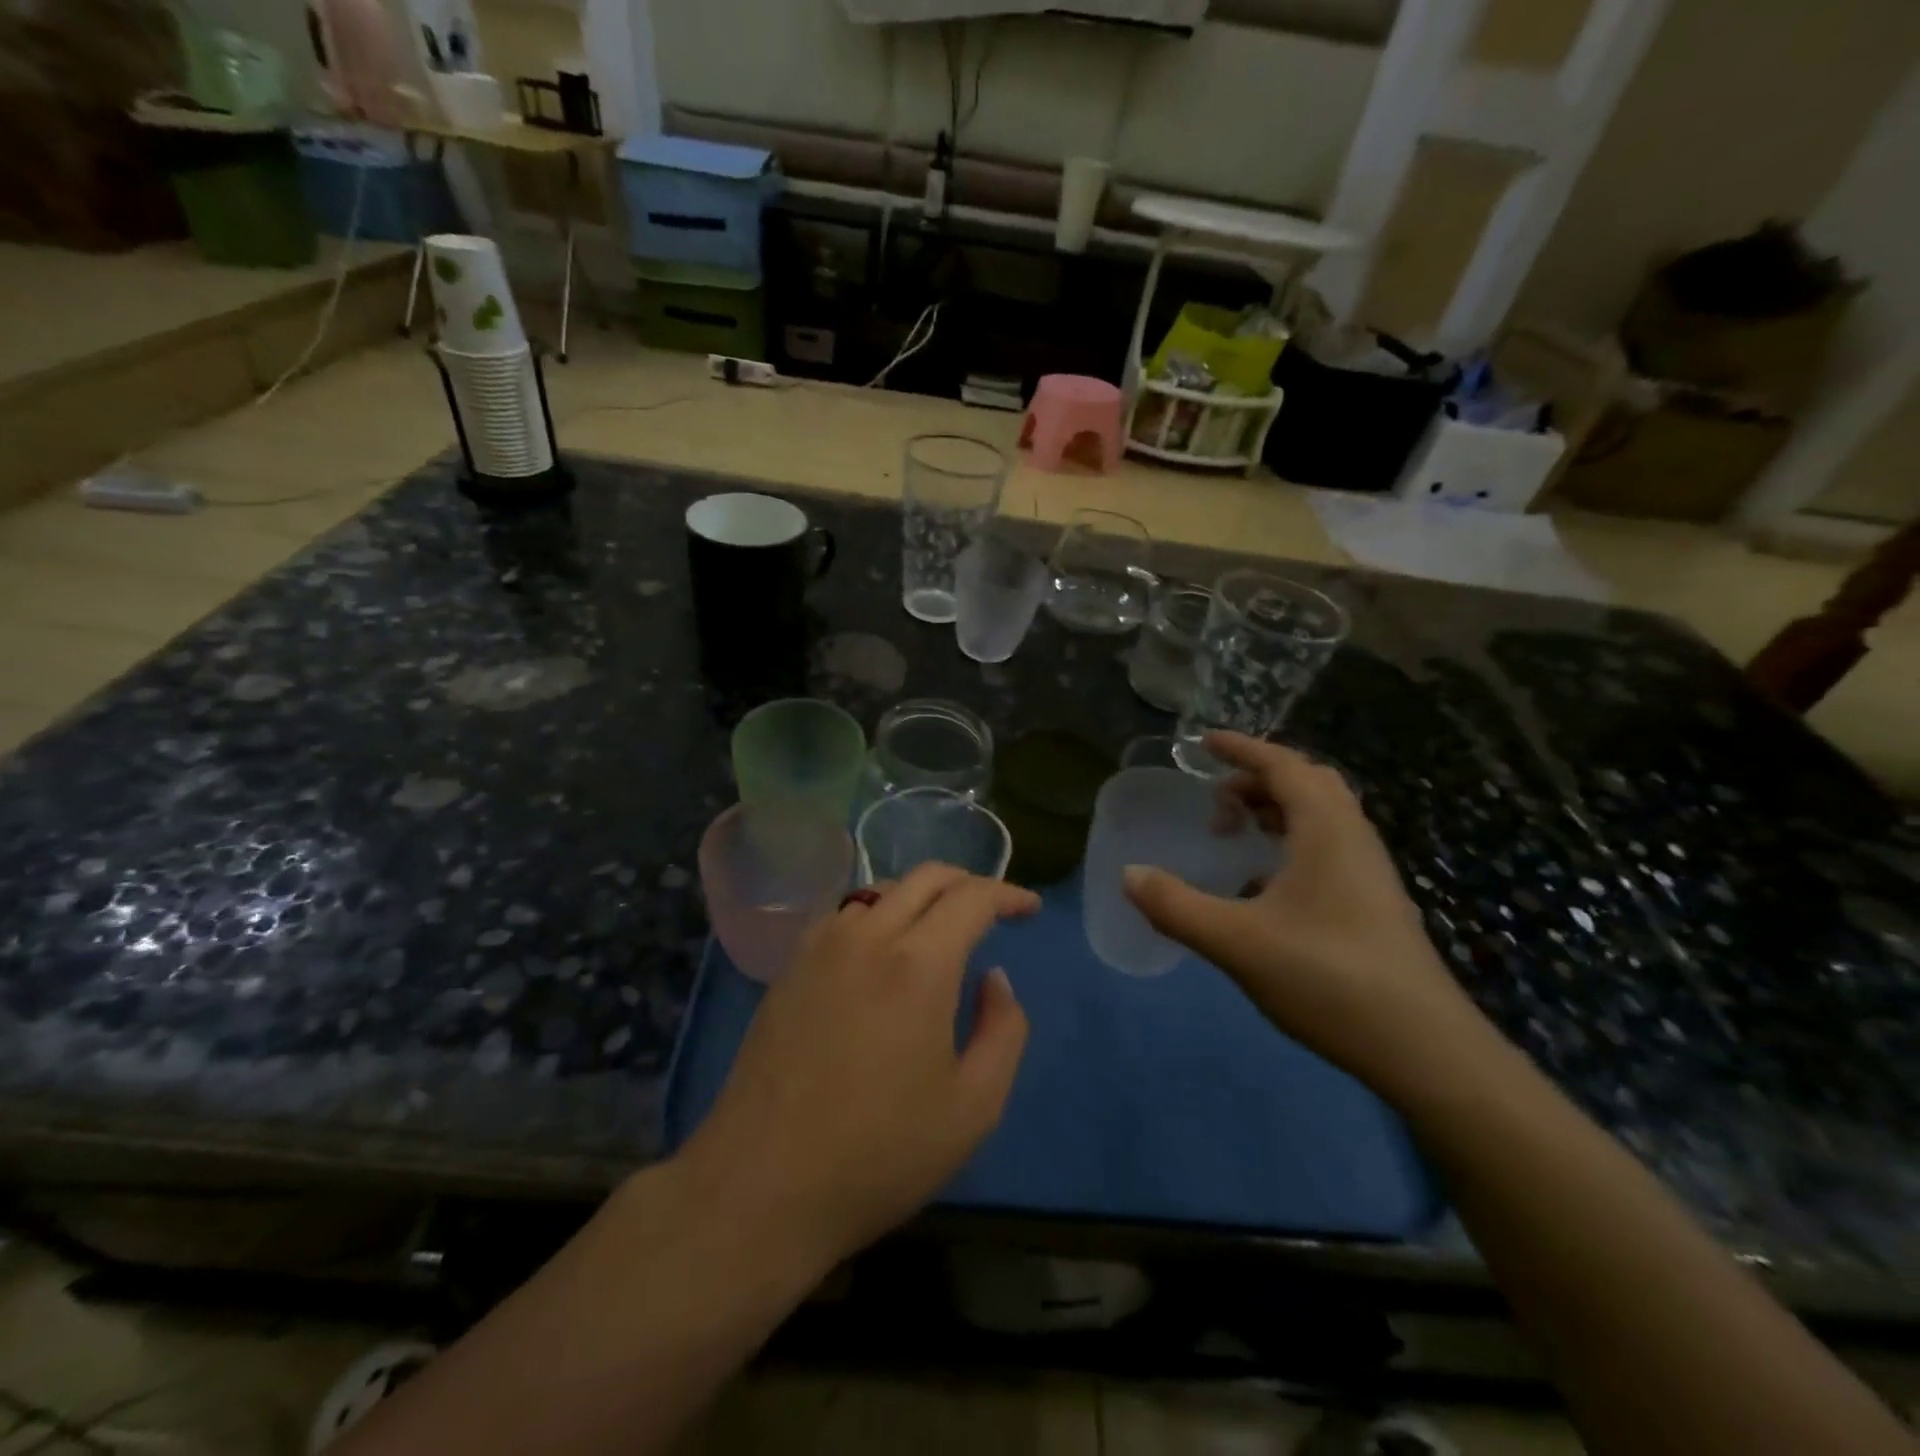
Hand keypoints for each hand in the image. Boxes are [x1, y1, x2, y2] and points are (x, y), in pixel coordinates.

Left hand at [679, 864, 1040, 1271]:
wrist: (761, 1185)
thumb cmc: (879, 1154)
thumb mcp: (973, 1107)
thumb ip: (1003, 1030)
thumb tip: (993, 979)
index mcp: (918, 964)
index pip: (972, 897)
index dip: (1008, 895)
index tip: (1029, 909)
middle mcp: (867, 936)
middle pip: (926, 877)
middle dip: (968, 883)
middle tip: (993, 910)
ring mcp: (821, 946)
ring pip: (881, 890)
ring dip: (921, 896)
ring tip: (940, 931)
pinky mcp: (790, 966)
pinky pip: (844, 914)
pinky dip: (878, 913)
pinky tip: (882, 949)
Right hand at [1123, 732, 1495, 1101]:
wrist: (1425, 1050)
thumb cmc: (1328, 978)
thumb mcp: (1237, 941)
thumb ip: (1176, 906)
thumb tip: (1129, 875)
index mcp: (1325, 829)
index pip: (1282, 765)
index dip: (1241, 749)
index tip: (1203, 742)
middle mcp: (1353, 838)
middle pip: (1307, 783)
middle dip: (1258, 779)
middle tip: (1215, 798)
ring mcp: (1369, 872)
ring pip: (1320, 817)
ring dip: (1275, 811)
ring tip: (1234, 834)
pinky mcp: (1374, 903)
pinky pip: (1327, 848)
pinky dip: (1290, 843)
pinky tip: (1261, 885)